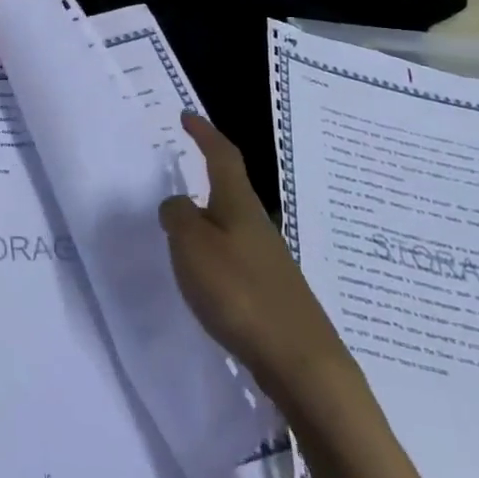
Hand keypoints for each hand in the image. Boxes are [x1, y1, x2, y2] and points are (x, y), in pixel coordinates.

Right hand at [158, 113, 355, 410]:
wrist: (300, 362)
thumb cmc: (240, 292)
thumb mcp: (192, 247)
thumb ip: (178, 217)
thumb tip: (177, 204)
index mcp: (238, 206)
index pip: (222, 157)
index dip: (204, 134)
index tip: (186, 116)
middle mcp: (257, 225)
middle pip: (231, 189)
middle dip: (207, 174)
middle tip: (179, 170)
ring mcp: (268, 260)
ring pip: (231, 224)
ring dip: (207, 217)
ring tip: (179, 226)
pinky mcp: (271, 291)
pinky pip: (234, 255)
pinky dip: (214, 251)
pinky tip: (202, 272)